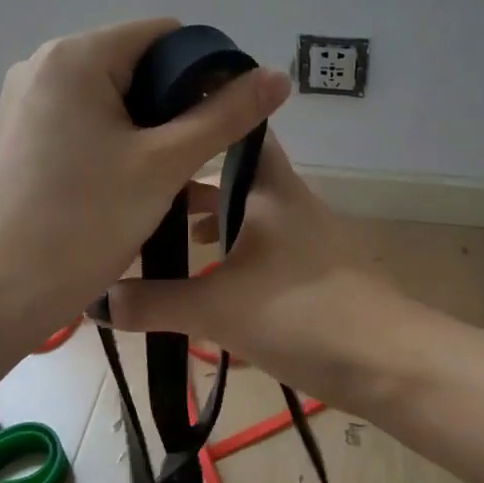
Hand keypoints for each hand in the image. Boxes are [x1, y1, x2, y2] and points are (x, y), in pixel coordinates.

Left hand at [0, 19, 290, 337]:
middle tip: (203, 154)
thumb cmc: (86, 220)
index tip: (228, 117)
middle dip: (178, 104)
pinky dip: (120, 141)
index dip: (207, 69)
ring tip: (175, 173)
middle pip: (138, 64)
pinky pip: (88, 121)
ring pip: (114, 97)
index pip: (164, 34)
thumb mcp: (165, 165)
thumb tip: (278, 76)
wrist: (2, 289)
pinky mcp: (25, 135)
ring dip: (152, 128)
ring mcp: (29, 101)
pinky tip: (137, 180)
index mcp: (76, 56)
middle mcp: (45, 65)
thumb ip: (225, 116)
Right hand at [102, 133, 413, 409]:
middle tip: (143, 193)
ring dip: (213, 224)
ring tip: (168, 241)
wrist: (389, 363)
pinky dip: (234, 256)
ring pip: (249, 215)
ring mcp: (307, 237)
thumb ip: (154, 305)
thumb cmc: (301, 315)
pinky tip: (211, 285)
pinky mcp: (315, 271)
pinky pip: (263, 248)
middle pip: (235, 178)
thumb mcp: (217, 310)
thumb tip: (95, 302)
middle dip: (192, 184)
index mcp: (269, 190)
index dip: (204, 119)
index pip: (239, 131)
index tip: (157, 122)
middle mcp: (290, 202)